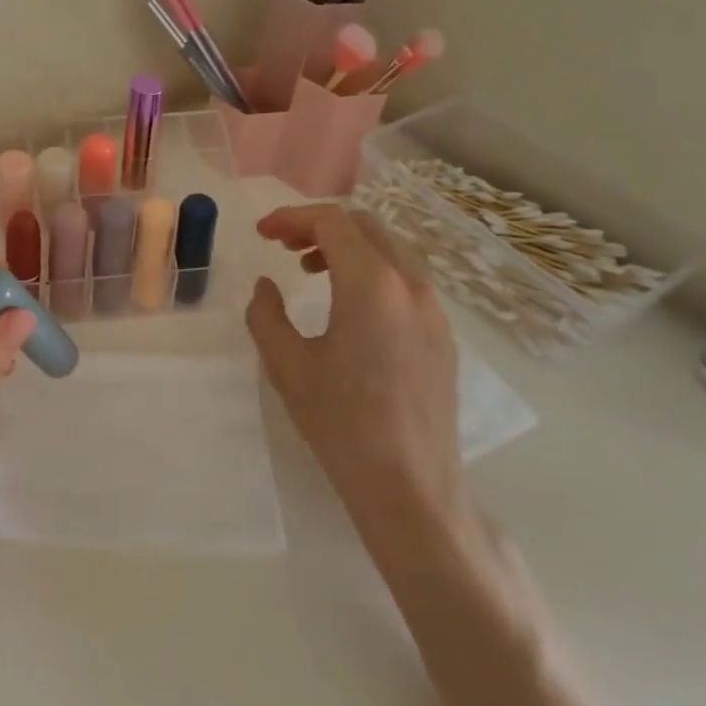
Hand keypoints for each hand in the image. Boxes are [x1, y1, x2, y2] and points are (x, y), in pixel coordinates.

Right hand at [244, 205, 468, 557]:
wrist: (410, 487)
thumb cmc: (341, 423)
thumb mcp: (286, 365)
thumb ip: (266, 314)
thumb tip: (267, 286)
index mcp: (372, 285)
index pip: (332, 222)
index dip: (291, 218)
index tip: (262, 234)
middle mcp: (411, 286)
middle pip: (365, 227)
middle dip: (319, 226)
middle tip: (283, 246)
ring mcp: (434, 311)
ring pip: (389, 251)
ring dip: (347, 248)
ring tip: (311, 270)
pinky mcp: (443, 336)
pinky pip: (405, 280)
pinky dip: (371, 272)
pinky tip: (348, 306)